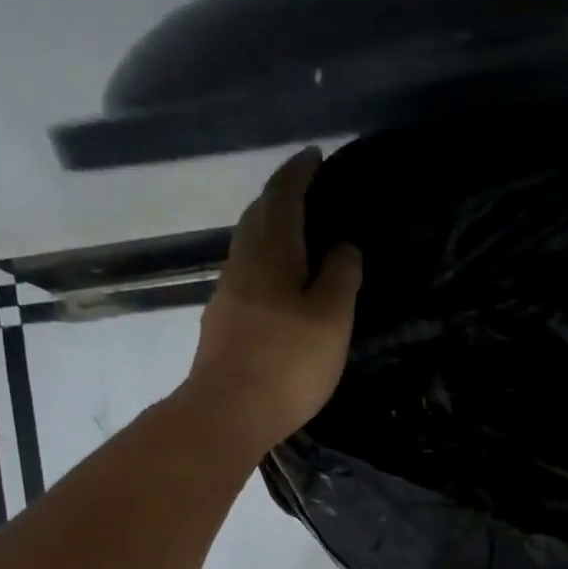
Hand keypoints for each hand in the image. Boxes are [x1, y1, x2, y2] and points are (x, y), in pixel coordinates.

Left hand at [182, 147, 361, 454]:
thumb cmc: (287, 363)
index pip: (283, 197)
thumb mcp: (331, 318)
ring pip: (249, 245)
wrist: (228, 412)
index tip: (315, 156)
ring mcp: (227, 294)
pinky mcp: (223, 322)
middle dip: (281, 196)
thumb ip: (341, 276)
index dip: (299, 173)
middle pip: (258, 216)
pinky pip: (247, 273)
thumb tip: (344, 246)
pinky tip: (280, 282)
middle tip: (307, 191)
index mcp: (271, 253)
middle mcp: (242, 264)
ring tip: (299, 234)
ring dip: (271, 229)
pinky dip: (266, 261)